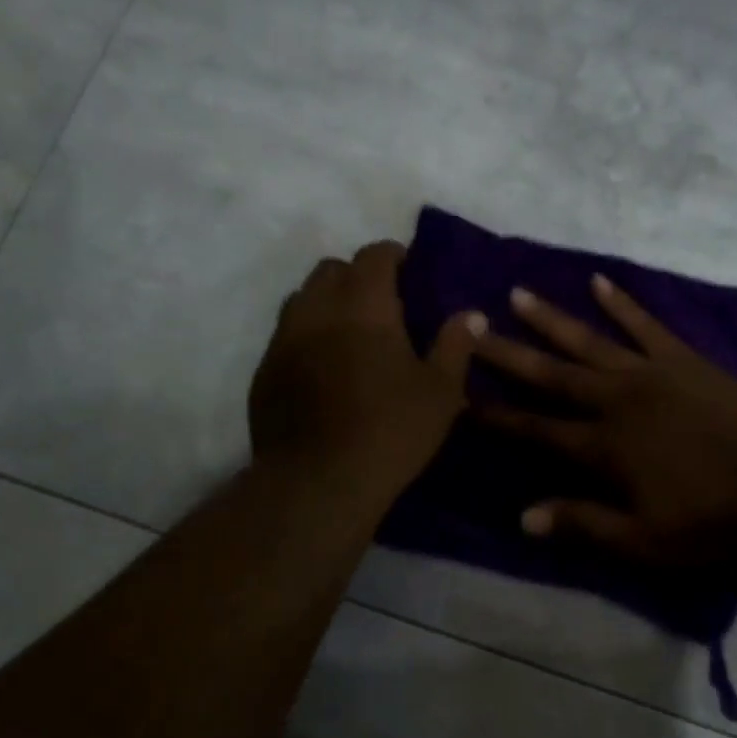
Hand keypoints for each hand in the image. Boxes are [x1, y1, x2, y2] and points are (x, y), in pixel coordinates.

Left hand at [249, 242, 484, 503]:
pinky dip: (305, 337)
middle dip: (356, 276)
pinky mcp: (264, 372)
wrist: (319, 482)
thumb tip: (472, 315)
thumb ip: (456, 346)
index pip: (374, 256)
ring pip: (302, 300)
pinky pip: (285, 337)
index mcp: (363, 305)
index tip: (408, 269)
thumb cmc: (390, 430)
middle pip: (331, 270)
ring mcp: (283, 340)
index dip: (392, 255)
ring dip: (326, 303)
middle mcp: (317, 310)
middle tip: (381, 304)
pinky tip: (322, 369)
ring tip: (348, 332)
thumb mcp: (440, 392)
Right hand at [473, 274, 736, 565]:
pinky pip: (646, 325)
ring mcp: (652, 374)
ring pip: (591, 341)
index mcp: (604, 448)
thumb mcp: (641, 540)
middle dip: (509, 354)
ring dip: (552, 319)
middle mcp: (618, 401)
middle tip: (472, 329)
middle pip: (553, 375)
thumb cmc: (709, 522)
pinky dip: (622, 303)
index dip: (499, 417)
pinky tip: (599, 282)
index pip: (537, 430)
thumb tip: (523, 517)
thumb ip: (582, 523)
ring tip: (519, 294)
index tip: (462, 397)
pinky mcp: (685, 360)